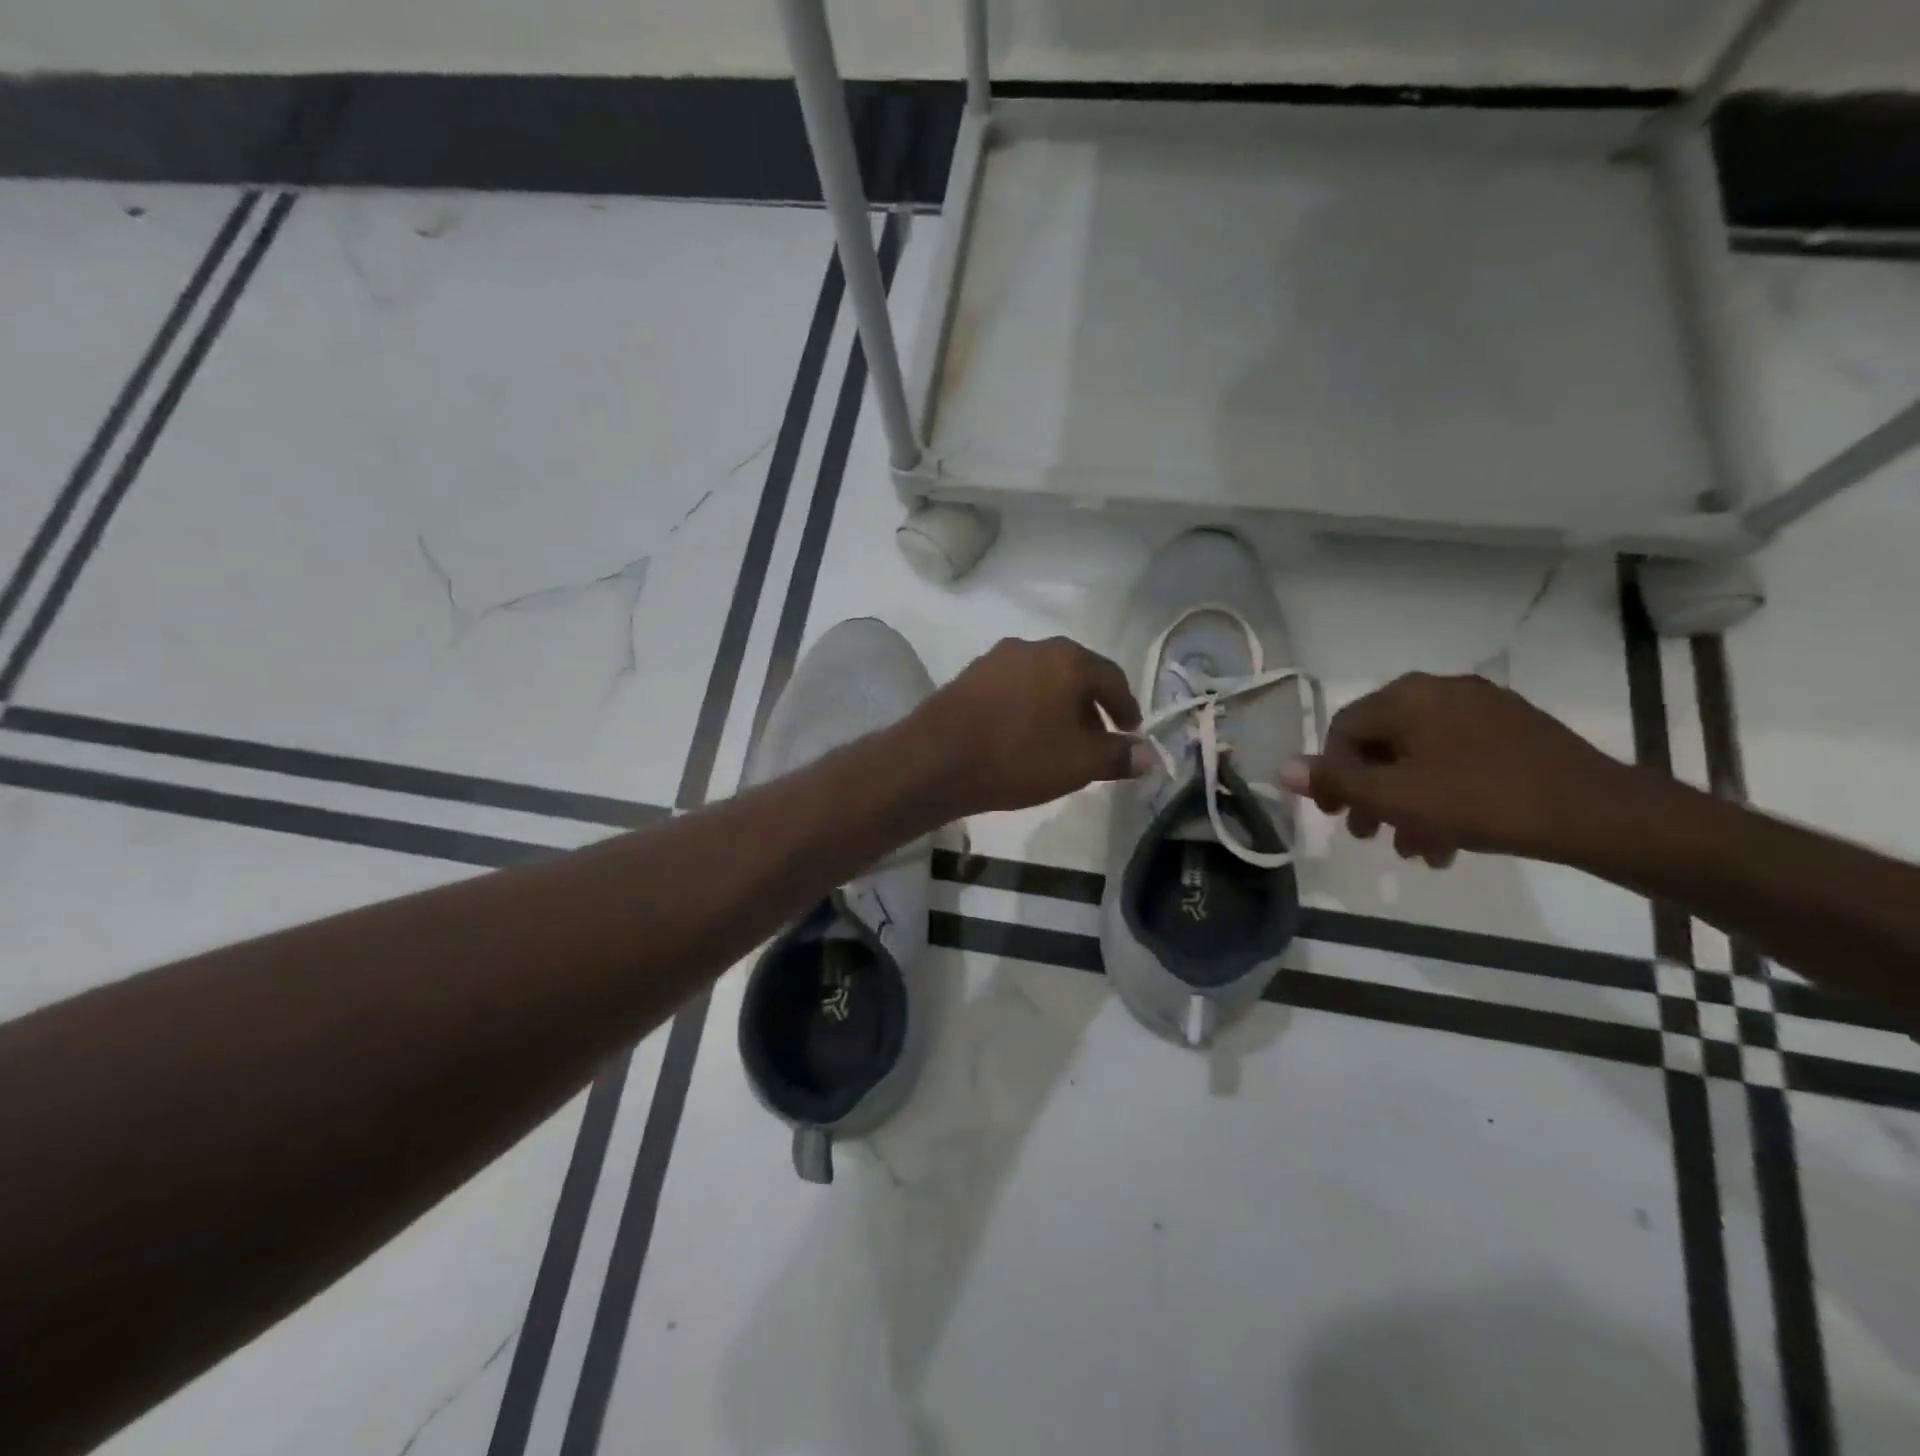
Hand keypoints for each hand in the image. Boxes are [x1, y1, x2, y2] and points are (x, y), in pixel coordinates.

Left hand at [910, 637, 1148, 814]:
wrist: (935, 760)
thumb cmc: (1017, 757)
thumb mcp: (1078, 763)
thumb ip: (1117, 756)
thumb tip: (1145, 754)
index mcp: (1067, 659)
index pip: (1111, 678)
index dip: (1126, 708)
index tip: (1130, 732)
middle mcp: (1033, 647)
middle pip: (1075, 675)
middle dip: (1090, 708)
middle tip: (1097, 740)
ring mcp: (996, 658)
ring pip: (1042, 680)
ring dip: (1058, 707)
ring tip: (1059, 742)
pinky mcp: (969, 675)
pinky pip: (1013, 688)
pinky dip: (1028, 707)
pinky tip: (1022, 736)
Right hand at [1278, 672, 1637, 866]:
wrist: (1598, 813)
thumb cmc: (1482, 800)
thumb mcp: (1396, 797)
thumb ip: (1335, 782)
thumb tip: (1280, 768)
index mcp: (1408, 697)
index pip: (1345, 730)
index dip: (1331, 775)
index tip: (1336, 816)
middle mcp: (1441, 691)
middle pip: (1383, 745)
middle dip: (1371, 795)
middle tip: (1368, 835)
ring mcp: (1483, 709)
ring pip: (1422, 758)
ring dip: (1407, 804)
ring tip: (1413, 850)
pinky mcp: (1516, 732)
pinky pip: (1458, 760)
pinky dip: (1443, 796)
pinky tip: (1450, 840)